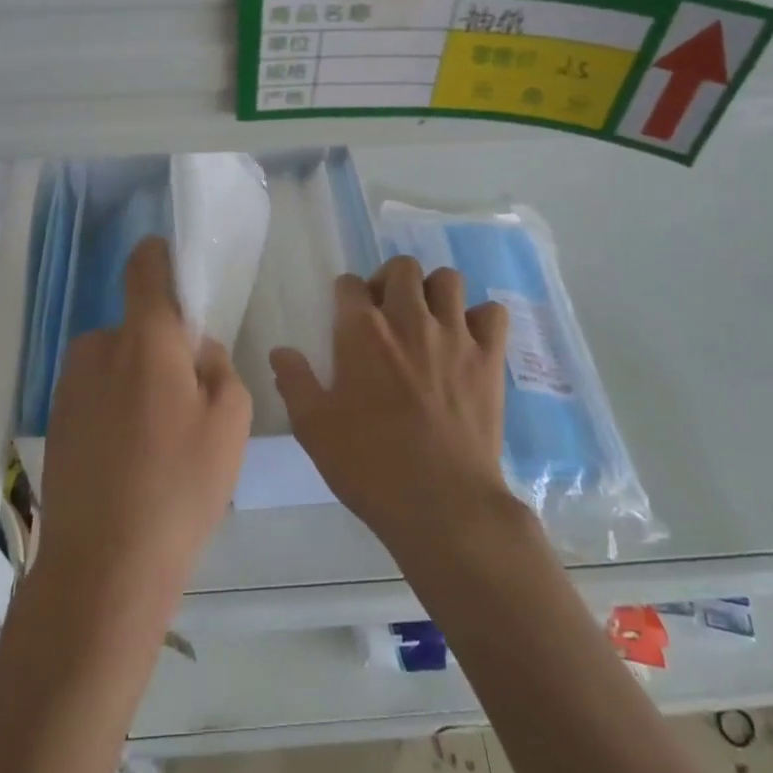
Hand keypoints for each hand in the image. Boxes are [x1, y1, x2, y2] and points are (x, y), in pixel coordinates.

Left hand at [33, 236, 250, 614]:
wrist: (104, 568)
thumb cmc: (180, 486)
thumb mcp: (231, 420)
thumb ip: (218, 365)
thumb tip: (195, 347)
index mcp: (144, 338)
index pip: (145, 268)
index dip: (160, 256)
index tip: (174, 264)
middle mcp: (98, 348)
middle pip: (136, 325)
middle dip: (160, 345)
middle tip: (185, 397)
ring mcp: (70, 385)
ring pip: (115, 361)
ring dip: (136, 379)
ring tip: (157, 440)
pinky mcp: (56, 420)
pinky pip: (96, 392)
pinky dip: (115, 408)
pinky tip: (129, 460)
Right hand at [271, 257, 514, 557]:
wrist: (442, 504)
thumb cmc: (370, 465)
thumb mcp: (314, 428)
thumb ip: (294, 381)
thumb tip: (280, 351)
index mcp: (362, 332)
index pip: (350, 284)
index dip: (346, 295)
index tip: (347, 316)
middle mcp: (409, 319)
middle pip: (402, 268)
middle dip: (389, 281)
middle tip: (386, 313)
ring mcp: (455, 335)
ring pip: (448, 280)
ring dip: (434, 292)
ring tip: (427, 320)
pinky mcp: (489, 357)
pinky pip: (492, 313)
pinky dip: (480, 319)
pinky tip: (468, 340)